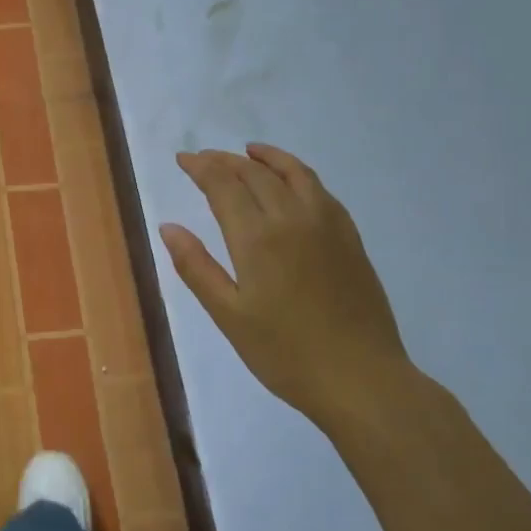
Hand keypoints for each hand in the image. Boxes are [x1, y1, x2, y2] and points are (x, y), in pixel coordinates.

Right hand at [160, 143, 413, 434]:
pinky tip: (292, 181)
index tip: (183, 159)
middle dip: (225, 161)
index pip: (222, 185)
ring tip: (248, 151)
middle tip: (204, 158)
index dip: (200, 167)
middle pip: (254, 174)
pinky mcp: (350, 237)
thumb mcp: (229, 316)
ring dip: (266, 158)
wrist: (361, 379)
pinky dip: (298, 173)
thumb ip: (196, 267)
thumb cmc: (285, 353)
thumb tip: (168, 227)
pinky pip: (320, 190)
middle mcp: (291, 219)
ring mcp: (327, 225)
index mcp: (257, 238)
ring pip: (293, 173)